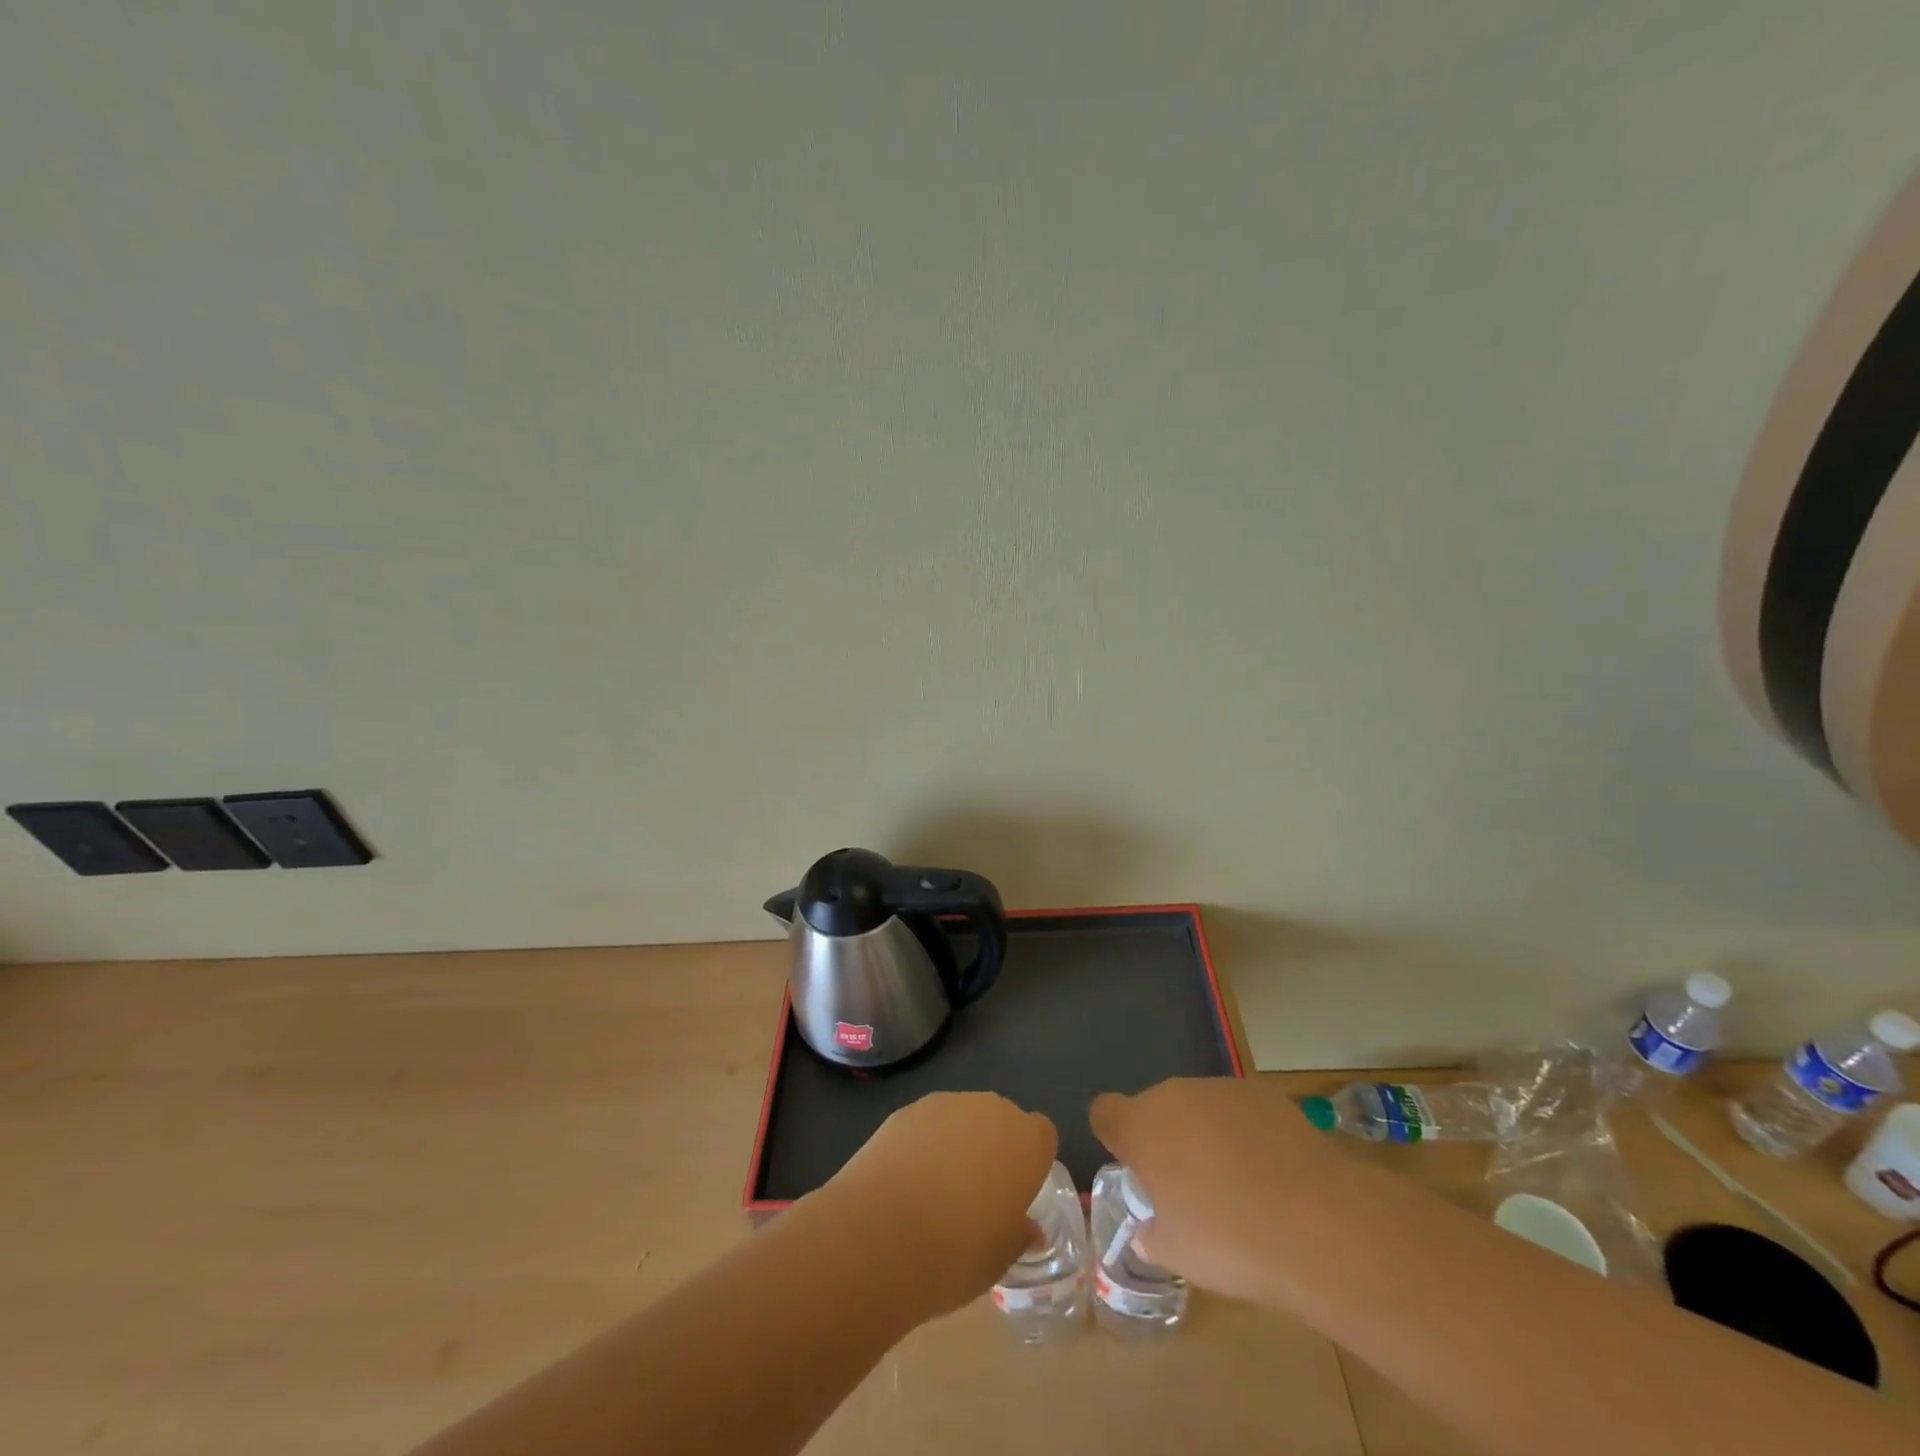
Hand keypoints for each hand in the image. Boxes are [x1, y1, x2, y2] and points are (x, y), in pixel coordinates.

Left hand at [818, 1092, 1057, 1319]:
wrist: (880, 1235)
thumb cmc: (954, 1255)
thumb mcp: (999, 1260)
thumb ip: (1017, 1234)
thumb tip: (1025, 1227)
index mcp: (1025, 1144)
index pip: (1043, 1135)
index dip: (1031, 1161)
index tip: (1016, 1192)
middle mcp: (991, 1111)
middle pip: (1002, 1121)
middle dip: (995, 1148)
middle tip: (978, 1194)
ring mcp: (946, 1104)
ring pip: (963, 1118)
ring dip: (958, 1143)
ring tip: (935, 1190)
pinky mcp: (907, 1109)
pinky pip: (928, 1124)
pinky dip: (924, 1144)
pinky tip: (906, 1180)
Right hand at [1090, 1077, 1337, 1306]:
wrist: (1317, 1223)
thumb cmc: (1230, 1241)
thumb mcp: (1179, 1255)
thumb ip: (1154, 1236)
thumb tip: (1149, 1231)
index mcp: (1141, 1128)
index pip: (1104, 1112)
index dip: (1113, 1136)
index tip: (1134, 1167)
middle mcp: (1175, 1095)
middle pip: (1155, 1108)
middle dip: (1166, 1140)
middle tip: (1190, 1188)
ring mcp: (1221, 1089)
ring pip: (1198, 1107)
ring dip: (1206, 1135)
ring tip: (1237, 1184)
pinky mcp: (1264, 1094)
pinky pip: (1239, 1111)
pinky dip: (1246, 1133)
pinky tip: (1272, 1172)